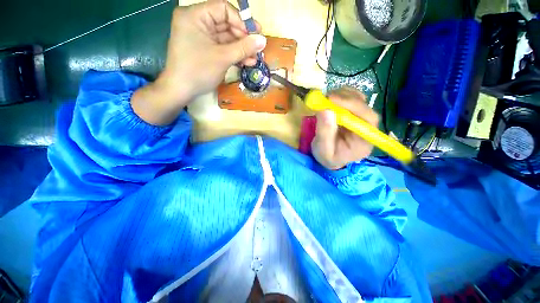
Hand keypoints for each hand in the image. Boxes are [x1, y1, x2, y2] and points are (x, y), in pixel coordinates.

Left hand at [132, 0, 265, 125]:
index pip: (224, 9)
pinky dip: (234, 54)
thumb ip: (244, 48)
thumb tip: (263, 40)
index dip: (241, 21)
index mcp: (195, 15)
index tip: (255, 36)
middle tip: (258, 49)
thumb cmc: (198, 71)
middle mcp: (197, 22)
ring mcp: (201, 36)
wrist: (181, 91)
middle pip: (226, 24)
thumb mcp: (223, 58)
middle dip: (243, 38)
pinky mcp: (205, 49)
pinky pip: (222, 47)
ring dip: (241, 49)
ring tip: (254, 59)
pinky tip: (246, 62)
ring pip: (226, 38)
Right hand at [312, 88, 379, 169]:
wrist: (329, 158)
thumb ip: (325, 133)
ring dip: (342, 95)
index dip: (352, 106)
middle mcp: (367, 128)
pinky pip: (352, 99)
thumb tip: (325, 109)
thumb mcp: (323, 150)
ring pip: (359, 99)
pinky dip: (341, 95)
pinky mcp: (353, 114)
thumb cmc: (327, 157)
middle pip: (364, 106)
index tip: (332, 100)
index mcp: (364, 141)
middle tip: (325, 98)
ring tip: (325, 100)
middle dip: (345, 99)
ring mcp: (361, 119)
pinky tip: (330, 101)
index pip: (368, 119)